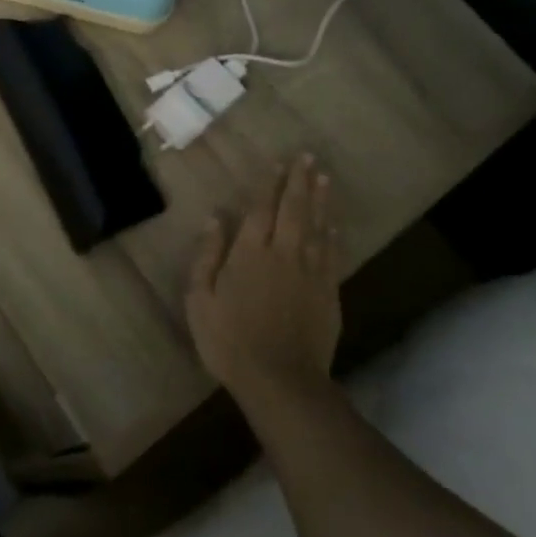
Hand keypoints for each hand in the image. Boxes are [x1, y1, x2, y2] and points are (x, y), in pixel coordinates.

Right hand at [184, 154, 339, 409]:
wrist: (280, 380)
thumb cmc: (230, 340)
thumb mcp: (201, 299)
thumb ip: (208, 256)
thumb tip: (215, 218)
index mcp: (250, 253)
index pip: (263, 209)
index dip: (270, 184)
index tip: (279, 163)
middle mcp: (284, 254)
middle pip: (294, 210)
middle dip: (300, 181)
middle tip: (308, 157)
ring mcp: (310, 273)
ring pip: (317, 227)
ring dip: (321, 200)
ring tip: (324, 177)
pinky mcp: (328, 293)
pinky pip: (332, 254)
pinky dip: (333, 235)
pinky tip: (334, 225)